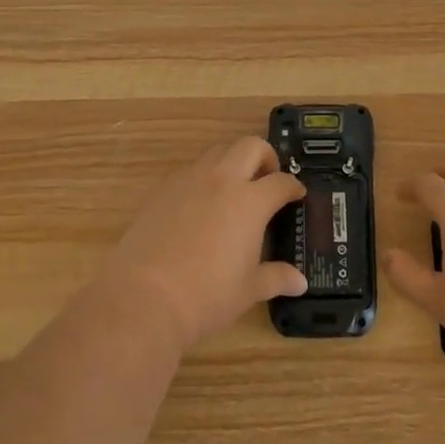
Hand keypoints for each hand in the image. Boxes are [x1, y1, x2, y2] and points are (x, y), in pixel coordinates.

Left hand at [101, 138, 307, 350]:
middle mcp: (222, 180)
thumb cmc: (206, 296)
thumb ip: (276, 278)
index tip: (297, 195)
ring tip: (235, 188)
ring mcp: (189, 180)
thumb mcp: (248, 290)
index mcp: (250, 201)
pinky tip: (200, 205)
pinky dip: (204, 178)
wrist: (144, 297)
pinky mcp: (162, 189)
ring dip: (233, 161)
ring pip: (218, 152)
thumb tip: (300, 282)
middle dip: (265, 156)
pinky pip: (190, 170)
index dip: (293, 187)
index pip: (281, 182)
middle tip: (268, 178)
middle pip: (250, 146)